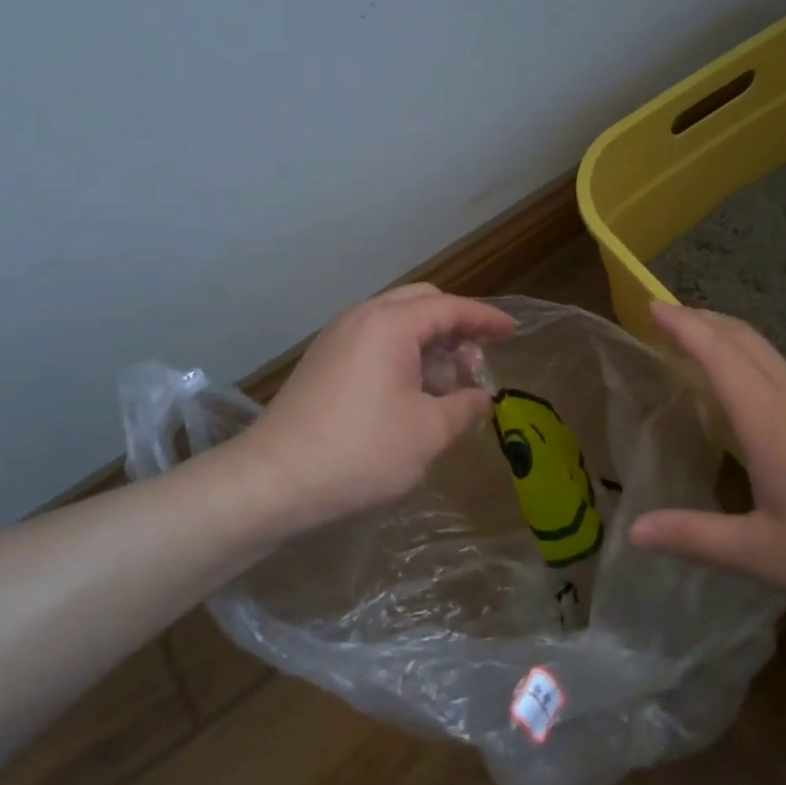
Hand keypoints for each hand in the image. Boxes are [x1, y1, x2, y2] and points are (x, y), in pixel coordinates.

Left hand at [225, 284, 515, 542]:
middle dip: (456, 327)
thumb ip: (465, 407)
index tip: (512, 332)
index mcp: (391, 323)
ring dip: (429, 343)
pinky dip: (403, 354)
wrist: (274, 481)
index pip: (452, 307)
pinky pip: (374, 340)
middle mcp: (362, 317)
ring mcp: (337, 337)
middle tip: (475, 364)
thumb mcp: (429, 432)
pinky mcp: (323, 360)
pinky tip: (411, 393)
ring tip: (446, 387)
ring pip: (397, 322)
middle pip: (422, 303)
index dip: (486, 319)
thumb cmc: (361, 451)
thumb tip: (480, 397)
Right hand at [630, 301, 785, 611]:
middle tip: (664, 316)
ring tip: (697, 344)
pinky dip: (751, 358)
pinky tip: (749, 389)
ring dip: (726, 336)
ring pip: (766, 349)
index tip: (650, 306)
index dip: (682, 325)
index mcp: (769, 419)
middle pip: (742, 336)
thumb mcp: (765, 555)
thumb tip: (634, 531)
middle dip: (700, 318)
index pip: (717, 351)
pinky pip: (784, 368)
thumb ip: (696, 538)